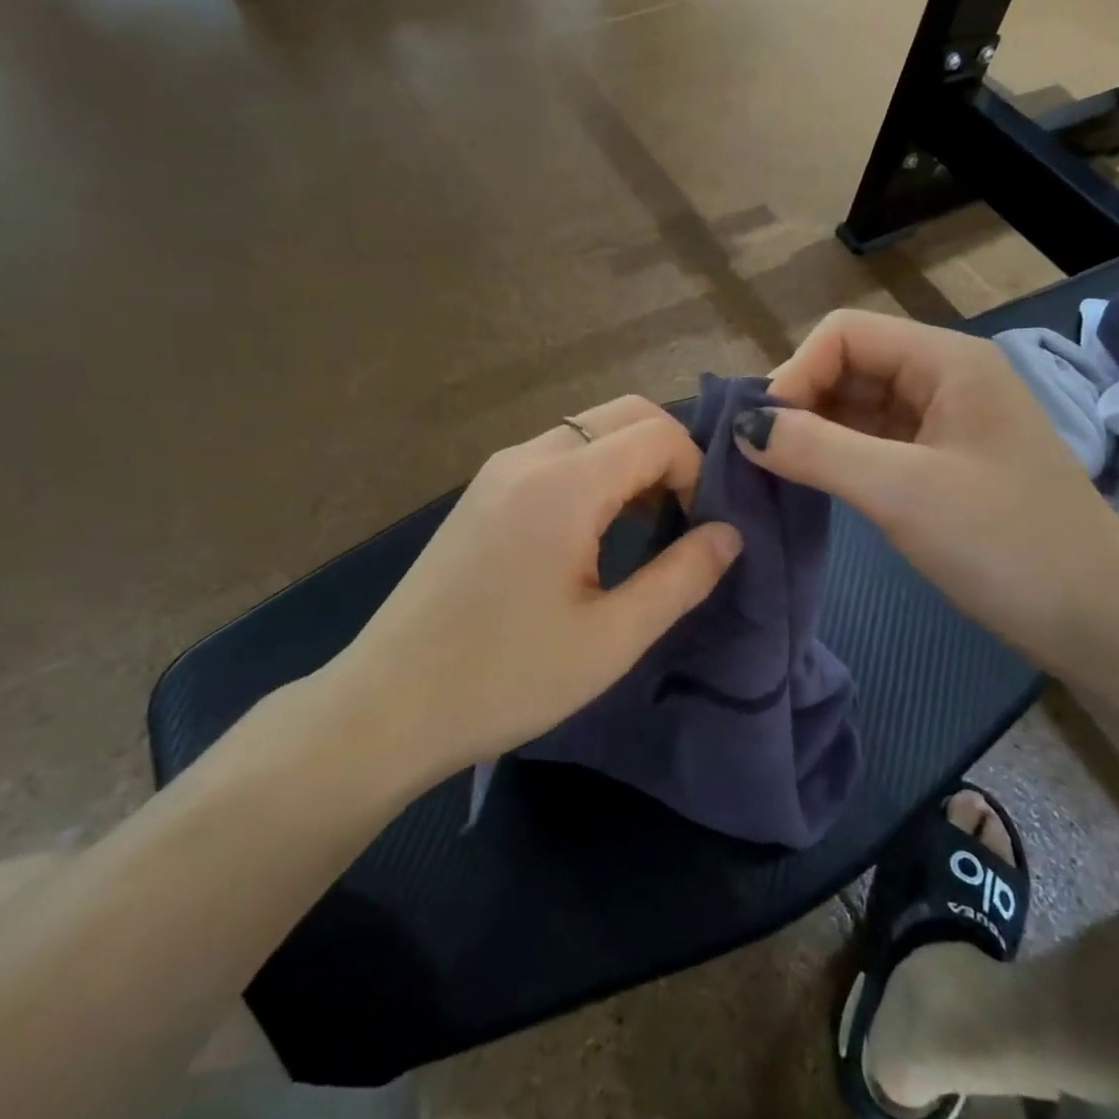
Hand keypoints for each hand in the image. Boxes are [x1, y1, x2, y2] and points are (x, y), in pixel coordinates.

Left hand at [338, 396, 743, 776]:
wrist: (389, 705)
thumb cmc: (506, 678)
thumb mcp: (611, 638)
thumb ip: (681, 578)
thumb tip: (730, 534)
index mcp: (563, 484)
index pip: (657, 433)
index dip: (697, 470)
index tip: (699, 529)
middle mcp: (528, 457)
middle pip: (623, 414)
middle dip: (669, 453)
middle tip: (683, 519)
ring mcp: (497, 470)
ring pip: (587, 430)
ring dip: (629, 461)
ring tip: (645, 527)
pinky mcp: (481, 492)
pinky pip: (555, 455)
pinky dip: (593, 472)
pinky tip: (594, 530)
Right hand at [736, 310, 1118, 669]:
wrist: (1097, 620)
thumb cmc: (1005, 542)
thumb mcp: (902, 491)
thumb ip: (817, 450)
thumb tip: (743, 427)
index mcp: (945, 361)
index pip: (843, 335)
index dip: (795, 373)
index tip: (764, 435)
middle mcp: (942, 378)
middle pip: (846, 366)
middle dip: (798, 404)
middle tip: (761, 459)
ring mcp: (941, 422)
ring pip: (855, 406)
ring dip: (811, 433)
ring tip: (774, 474)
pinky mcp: (938, 464)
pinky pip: (870, 442)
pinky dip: (834, 458)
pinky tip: (811, 485)